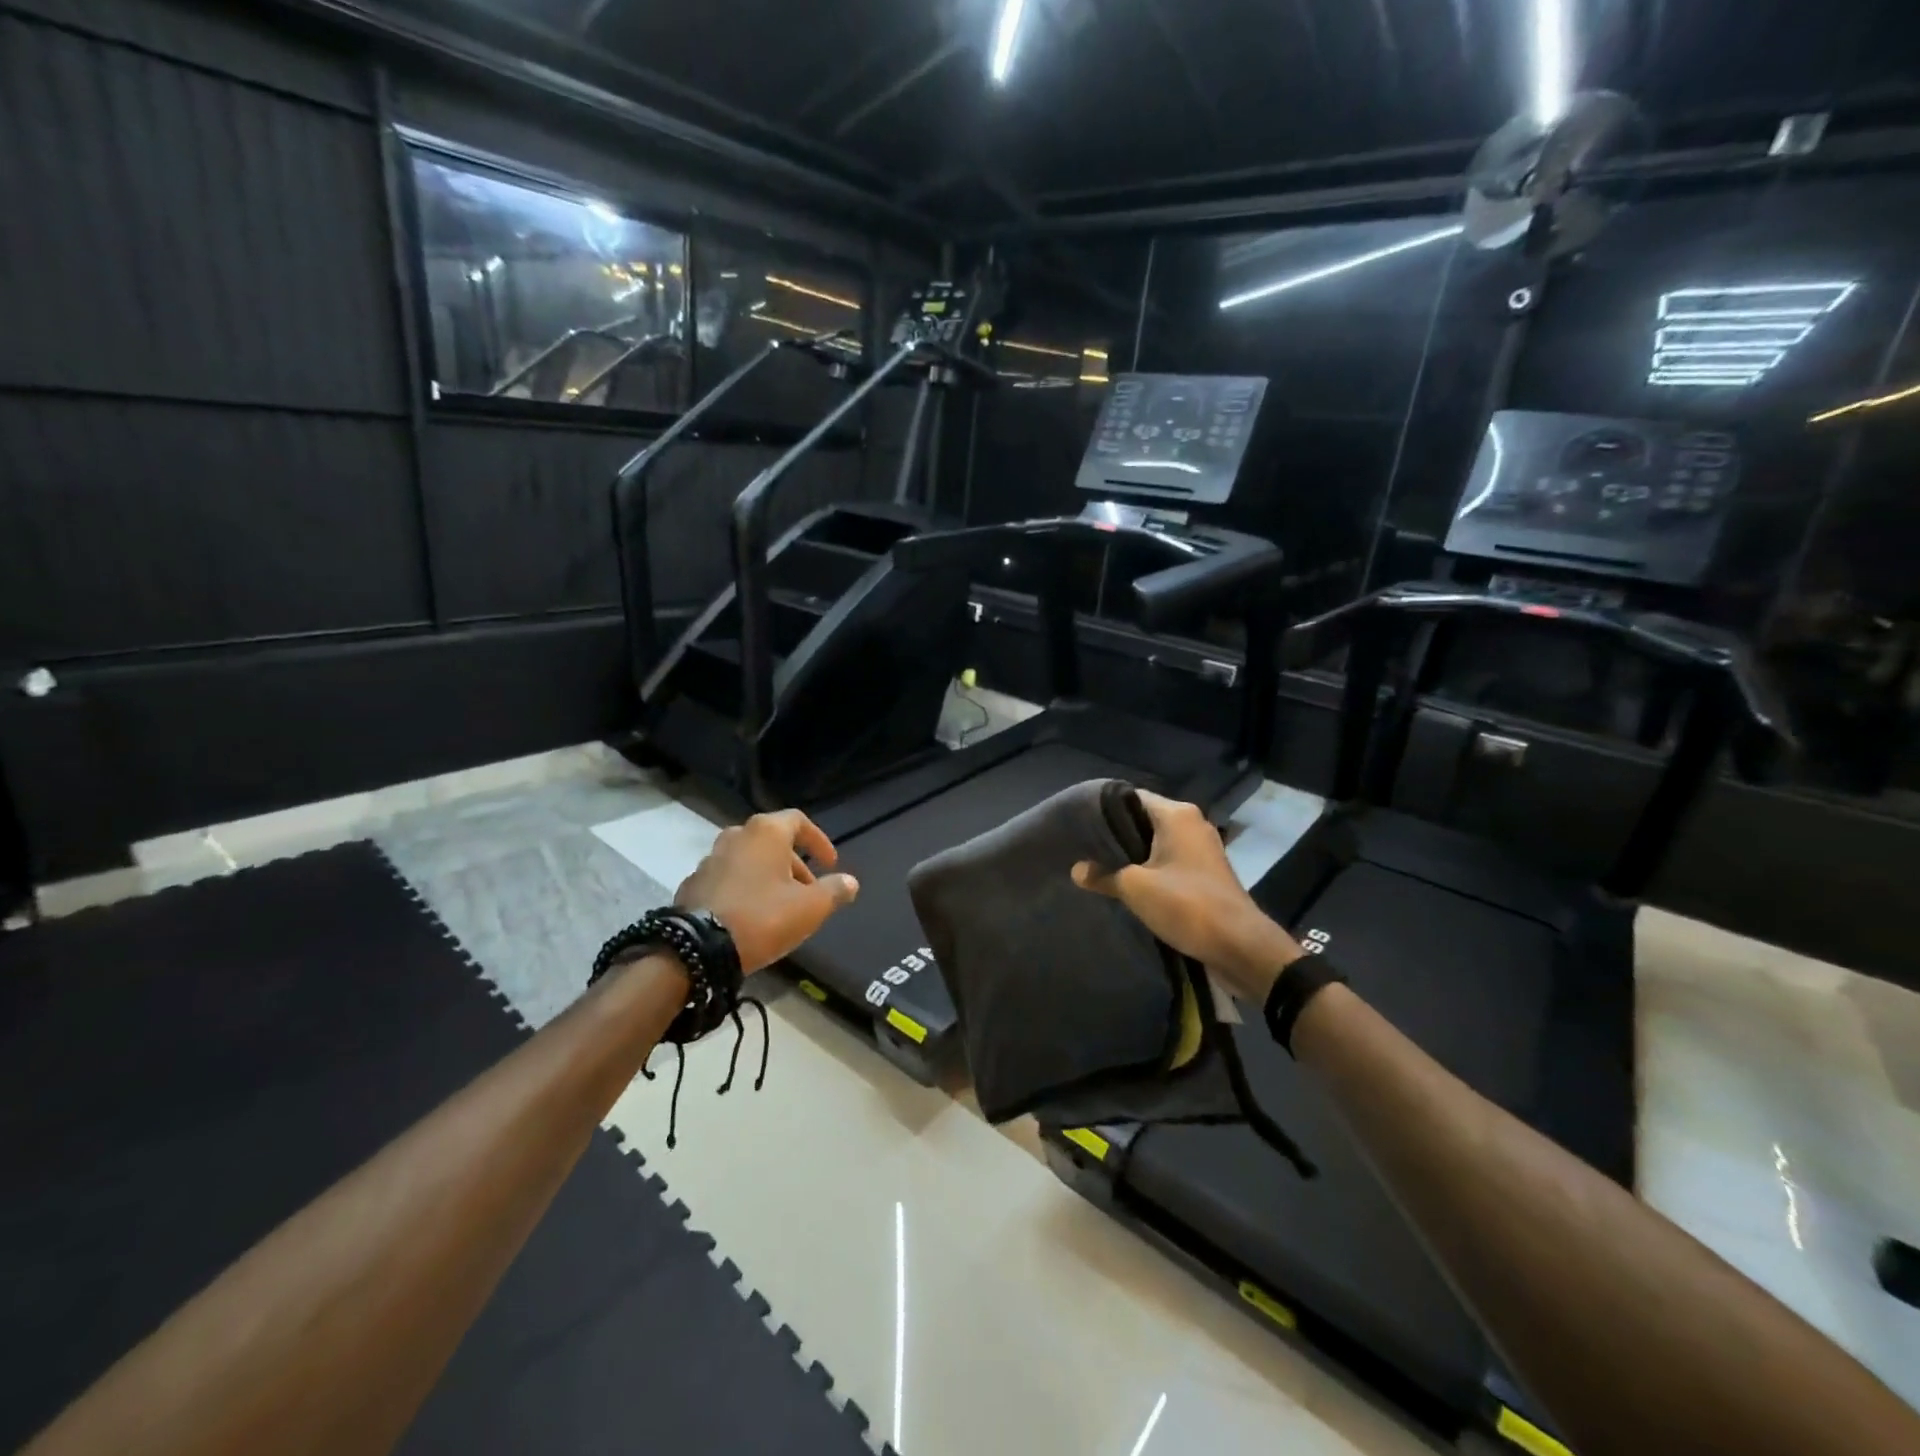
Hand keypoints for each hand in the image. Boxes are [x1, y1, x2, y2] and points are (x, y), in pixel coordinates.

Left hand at [676, 810, 859, 973]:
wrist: (697, 948)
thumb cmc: (762, 917)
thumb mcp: (810, 908)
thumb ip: (834, 890)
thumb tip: (851, 881)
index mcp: (766, 832)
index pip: (799, 821)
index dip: (819, 841)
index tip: (830, 863)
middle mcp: (736, 836)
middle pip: (773, 841)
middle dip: (796, 864)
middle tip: (810, 890)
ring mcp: (710, 859)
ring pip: (750, 860)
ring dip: (770, 876)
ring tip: (783, 905)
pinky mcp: (693, 883)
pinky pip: (729, 878)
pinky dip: (746, 888)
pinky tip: (753, 916)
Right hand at [1071, 791, 1302, 1003]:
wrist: (1240, 946)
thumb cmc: (1187, 905)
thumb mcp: (1135, 888)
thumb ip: (1104, 875)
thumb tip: (1077, 870)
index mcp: (1177, 815)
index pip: (1130, 797)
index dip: (1102, 808)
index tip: (1077, 822)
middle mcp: (1191, 824)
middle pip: (1143, 819)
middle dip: (1115, 834)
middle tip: (1083, 846)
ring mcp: (1201, 849)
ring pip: (1156, 842)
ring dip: (1132, 854)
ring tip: (1099, 866)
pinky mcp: (1205, 872)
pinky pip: (1169, 861)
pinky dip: (1149, 869)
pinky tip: (1127, 884)